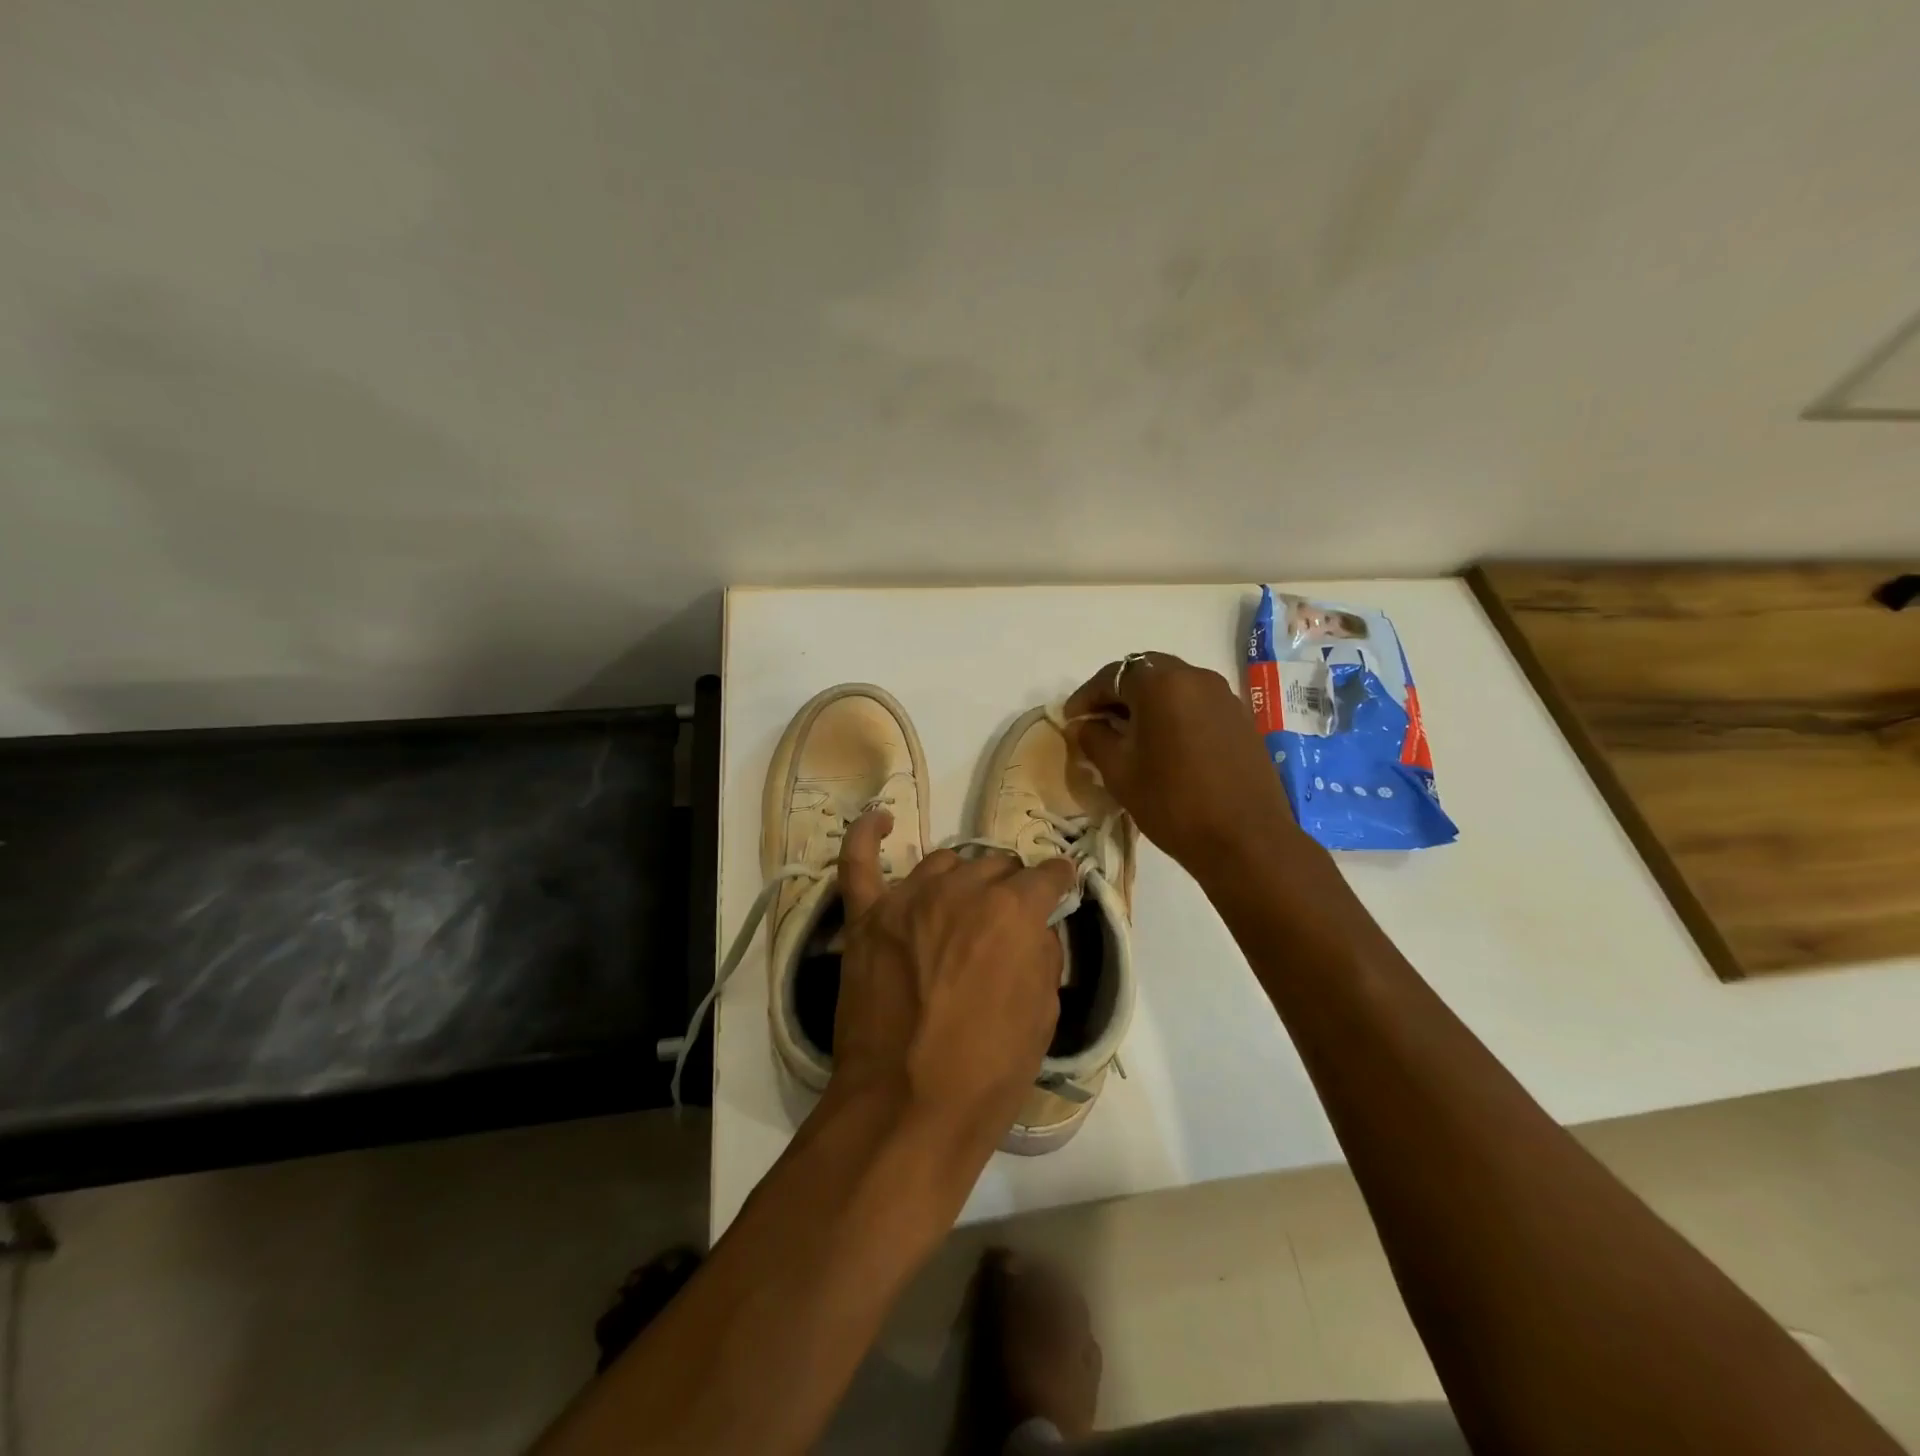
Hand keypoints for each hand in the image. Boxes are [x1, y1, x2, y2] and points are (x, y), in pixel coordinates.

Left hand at [830, 812, 1077, 1137]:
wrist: (906, 1108)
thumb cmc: (988, 1071)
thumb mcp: (1044, 1015)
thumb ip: (1044, 955)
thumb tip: (1036, 928)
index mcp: (1011, 911)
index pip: (1046, 876)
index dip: (1058, 882)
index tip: (1061, 887)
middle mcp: (961, 890)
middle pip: (994, 865)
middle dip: (1009, 886)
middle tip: (1008, 919)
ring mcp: (907, 899)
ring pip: (943, 862)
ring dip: (962, 878)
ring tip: (963, 905)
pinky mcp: (866, 918)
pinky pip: (859, 862)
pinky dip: (867, 834)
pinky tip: (881, 819)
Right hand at [1065, 652, 1302, 870]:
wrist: (1246, 840)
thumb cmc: (1172, 803)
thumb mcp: (1119, 772)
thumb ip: (1094, 739)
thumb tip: (1083, 725)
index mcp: (1161, 684)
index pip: (1112, 676)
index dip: (1086, 696)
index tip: (1071, 719)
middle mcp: (1196, 677)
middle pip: (1146, 673)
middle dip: (1118, 694)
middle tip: (1098, 722)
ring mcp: (1224, 696)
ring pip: (1174, 687)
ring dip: (1147, 703)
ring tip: (1129, 735)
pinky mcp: (1241, 719)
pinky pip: (1196, 704)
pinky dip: (1174, 714)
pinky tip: (1164, 745)